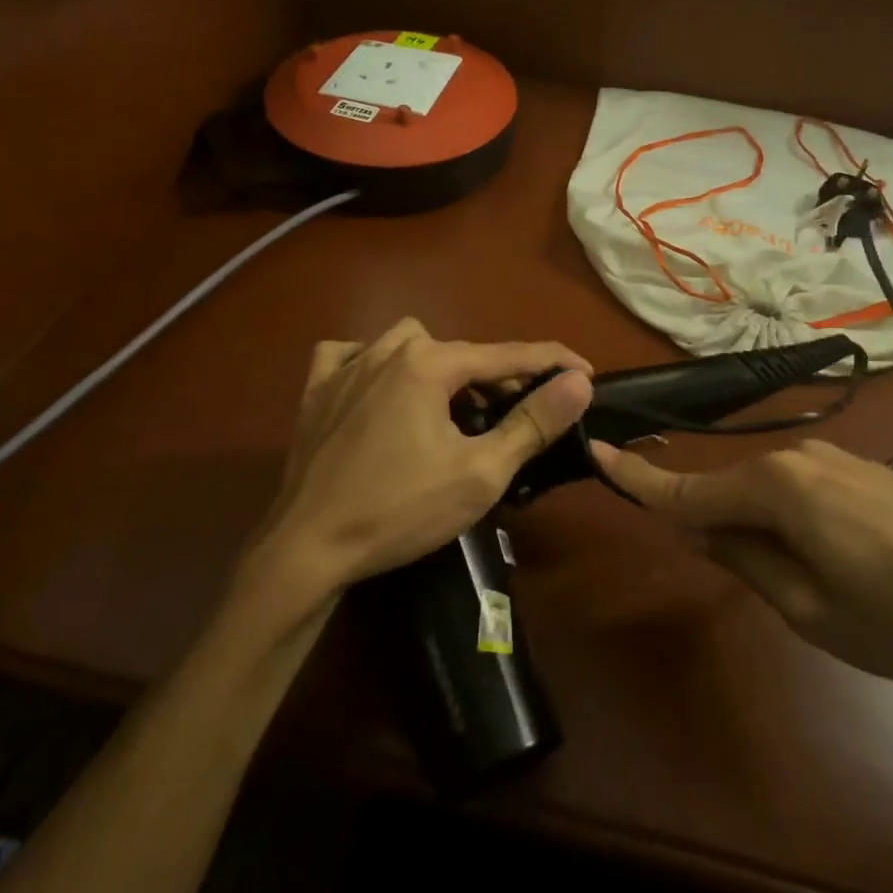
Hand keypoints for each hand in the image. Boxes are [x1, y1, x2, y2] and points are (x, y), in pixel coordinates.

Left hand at [254, 319, 594, 590]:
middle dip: (495, 375)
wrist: (306, 549)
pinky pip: (350, 355)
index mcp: (429, 363)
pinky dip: (372, 364)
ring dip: (438, 366)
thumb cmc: (400, 510)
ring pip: (407, 343)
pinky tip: (378, 388)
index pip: (507, 353)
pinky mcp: (316, 389)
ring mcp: (346, 366)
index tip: (585, 371)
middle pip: (459, 351)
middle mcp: (387, 349)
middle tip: (515, 413)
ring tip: (451, 406)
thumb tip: (578, 381)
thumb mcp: (480, 473)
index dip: (552, 362)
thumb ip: (533, 422)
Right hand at [595, 439, 892, 693]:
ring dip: (754, 523)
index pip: (688, 488)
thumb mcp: (809, 608)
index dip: (638, 478)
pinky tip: (822, 555)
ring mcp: (833, 458)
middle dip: (709, 520)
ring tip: (792, 578)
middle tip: (720, 567)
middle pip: (727, 487)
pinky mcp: (861, 469)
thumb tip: (694, 526)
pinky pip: (798, 486)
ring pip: (764, 488)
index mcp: (775, 487)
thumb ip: (743, 559)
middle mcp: (796, 457)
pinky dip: (785, 514)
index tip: (595, 451)